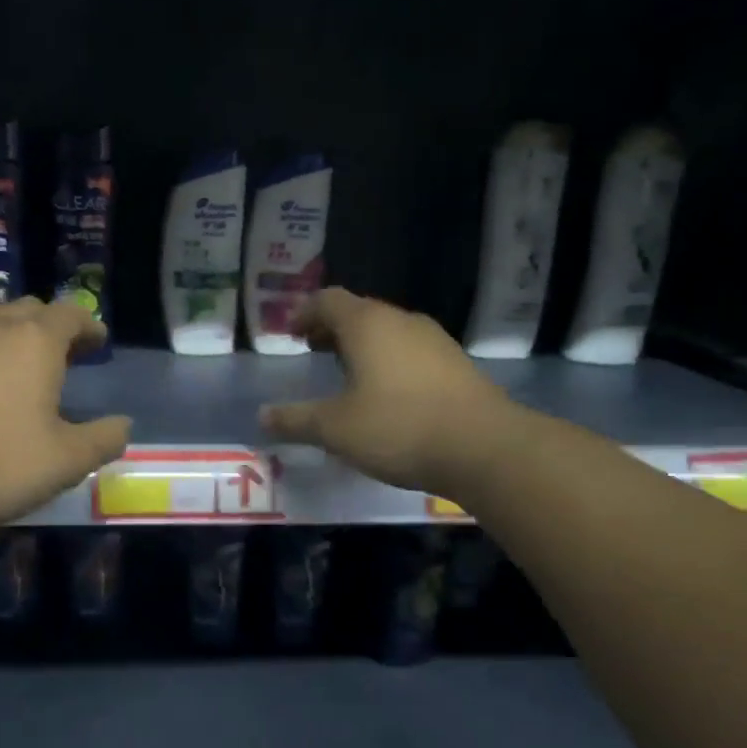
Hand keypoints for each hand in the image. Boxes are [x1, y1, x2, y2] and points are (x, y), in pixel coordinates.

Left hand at [0, 298, 131, 526]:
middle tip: (64, 354)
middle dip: (52, 325)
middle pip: (30, 309)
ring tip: (19, 359)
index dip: (89, 326)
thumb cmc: (4, 460)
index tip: (99, 344)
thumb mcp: (69, 459)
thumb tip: (123, 424)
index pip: (71, 314)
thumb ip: (105, 438)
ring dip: (12, 331)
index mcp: (37, 339)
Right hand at [260, 288, 514, 496]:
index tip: (290, 332)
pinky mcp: (456, 362)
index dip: (304, 312)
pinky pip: (410, 349)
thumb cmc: (398, 427)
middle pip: (359, 311)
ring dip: (362, 344)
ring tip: (346, 372)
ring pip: (388, 330)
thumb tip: (263, 416)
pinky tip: (386, 392)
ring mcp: (434, 339)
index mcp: (367, 325)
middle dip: (332, 328)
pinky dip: (388, 359)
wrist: (484, 447)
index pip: (327, 300)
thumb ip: (296, 420)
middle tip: (313, 349)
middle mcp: (401, 321)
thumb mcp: (335, 429)